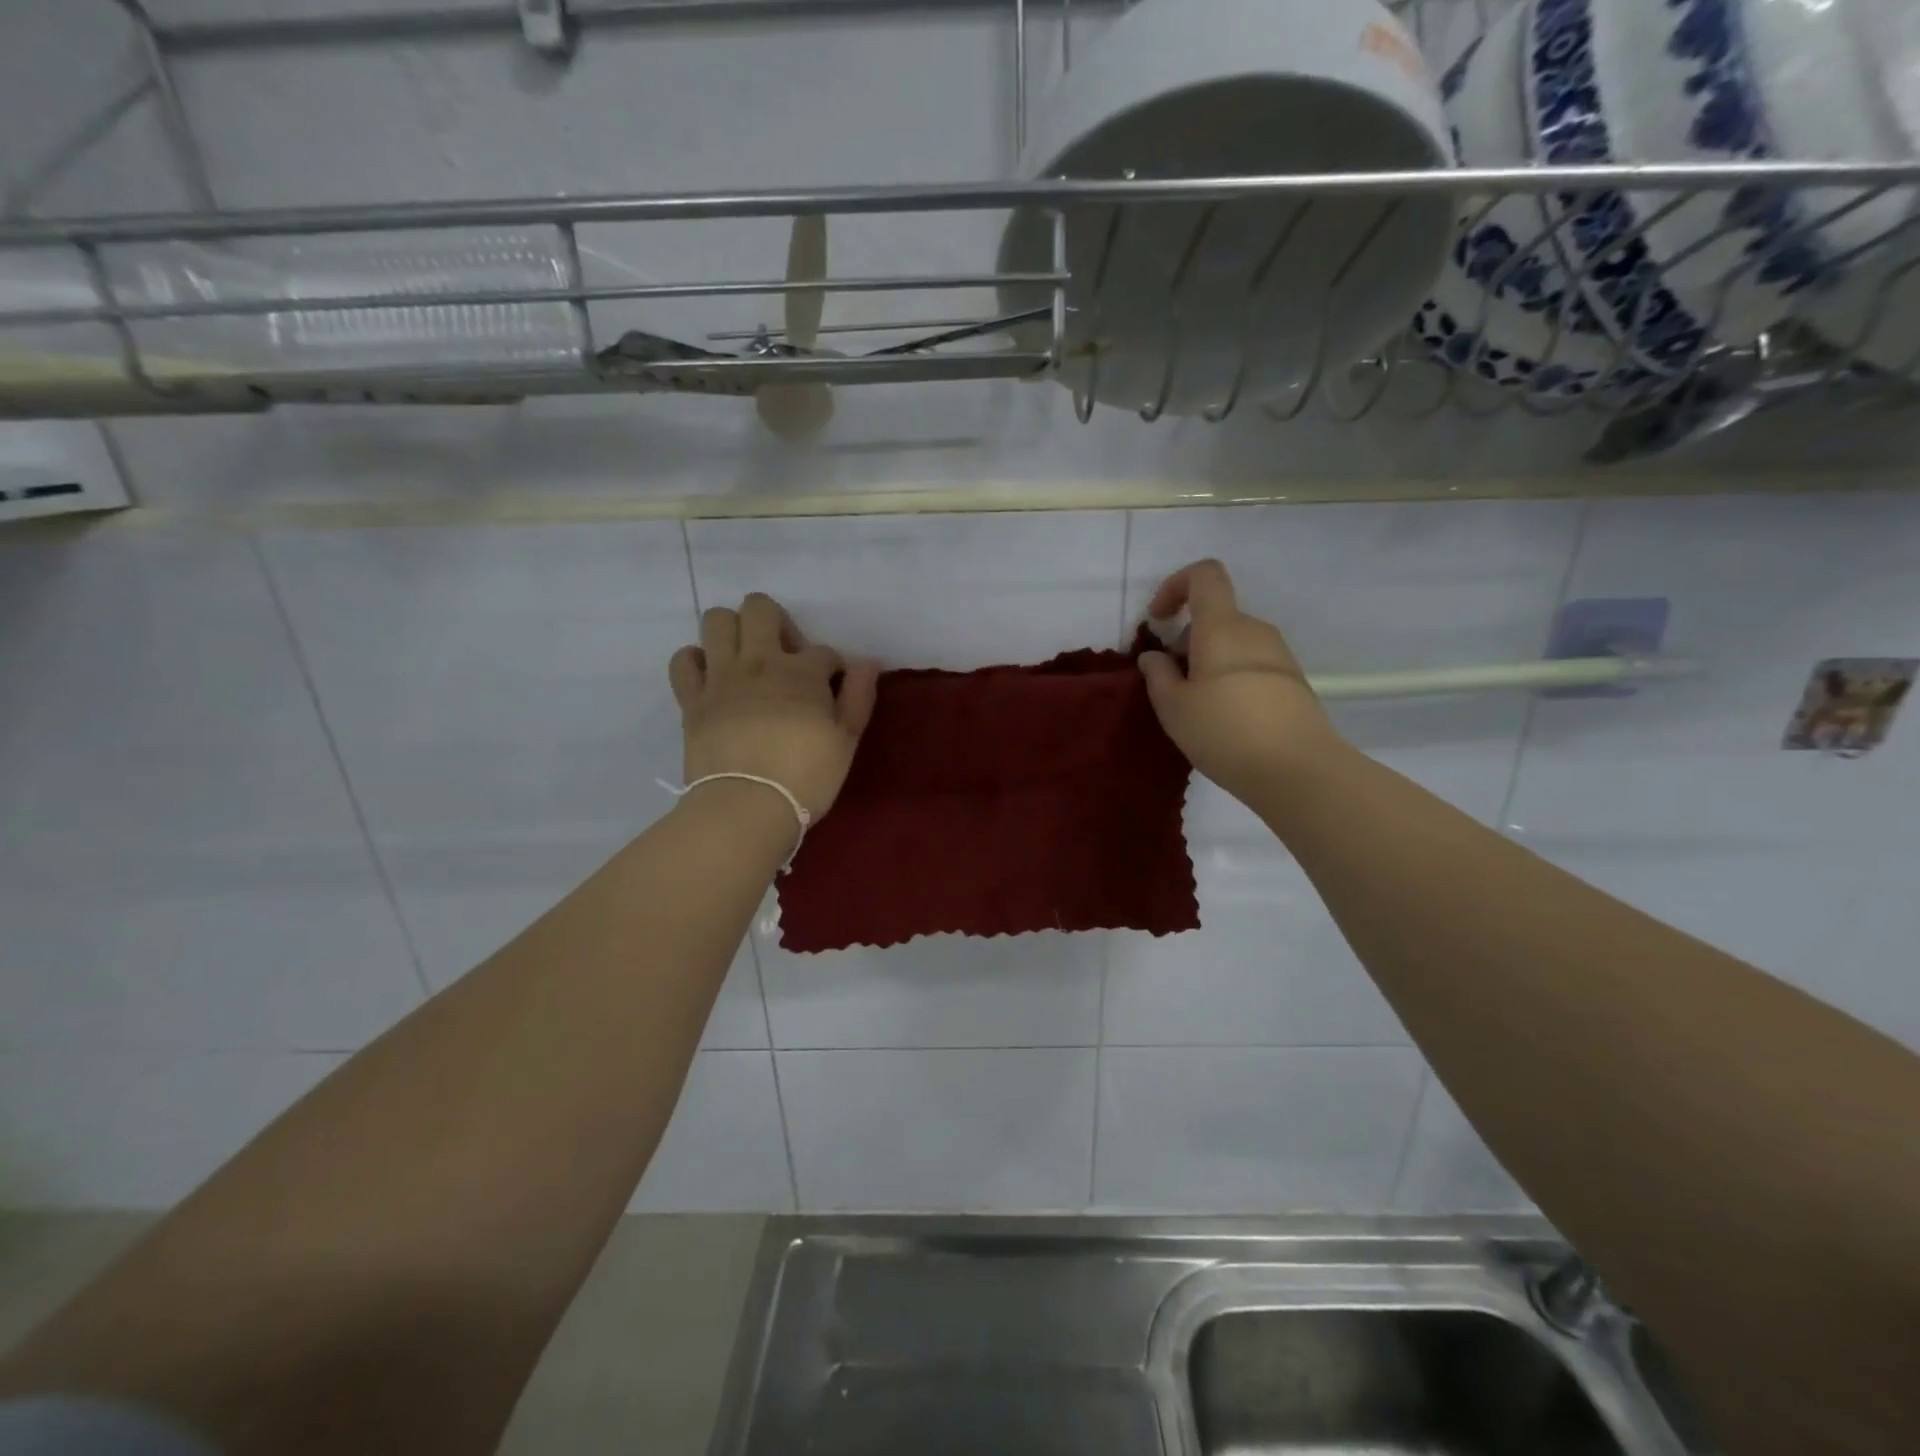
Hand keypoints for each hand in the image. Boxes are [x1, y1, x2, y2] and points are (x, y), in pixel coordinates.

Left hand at [669, 593, 879, 818]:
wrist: (747, 805)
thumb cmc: (806, 776)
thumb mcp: (847, 741)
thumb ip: (858, 697)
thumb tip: (868, 662)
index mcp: (803, 671)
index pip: (824, 651)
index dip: (832, 667)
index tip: (833, 690)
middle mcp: (759, 661)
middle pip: (760, 608)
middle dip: (776, 623)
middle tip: (784, 657)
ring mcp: (721, 676)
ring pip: (716, 620)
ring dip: (732, 630)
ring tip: (744, 658)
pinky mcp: (692, 698)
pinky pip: (683, 660)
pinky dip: (695, 661)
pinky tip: (710, 677)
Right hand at [1138, 560, 1344, 801]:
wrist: (1298, 770)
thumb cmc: (1225, 731)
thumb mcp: (1173, 707)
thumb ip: (1158, 675)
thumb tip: (1154, 656)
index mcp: (1222, 627)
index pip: (1205, 575)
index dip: (1175, 586)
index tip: (1158, 621)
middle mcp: (1254, 631)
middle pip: (1215, 616)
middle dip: (1186, 640)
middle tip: (1170, 683)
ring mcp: (1279, 655)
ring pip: (1233, 643)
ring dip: (1207, 662)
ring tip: (1195, 707)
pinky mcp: (1292, 682)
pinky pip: (1251, 665)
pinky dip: (1230, 678)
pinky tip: (1224, 720)